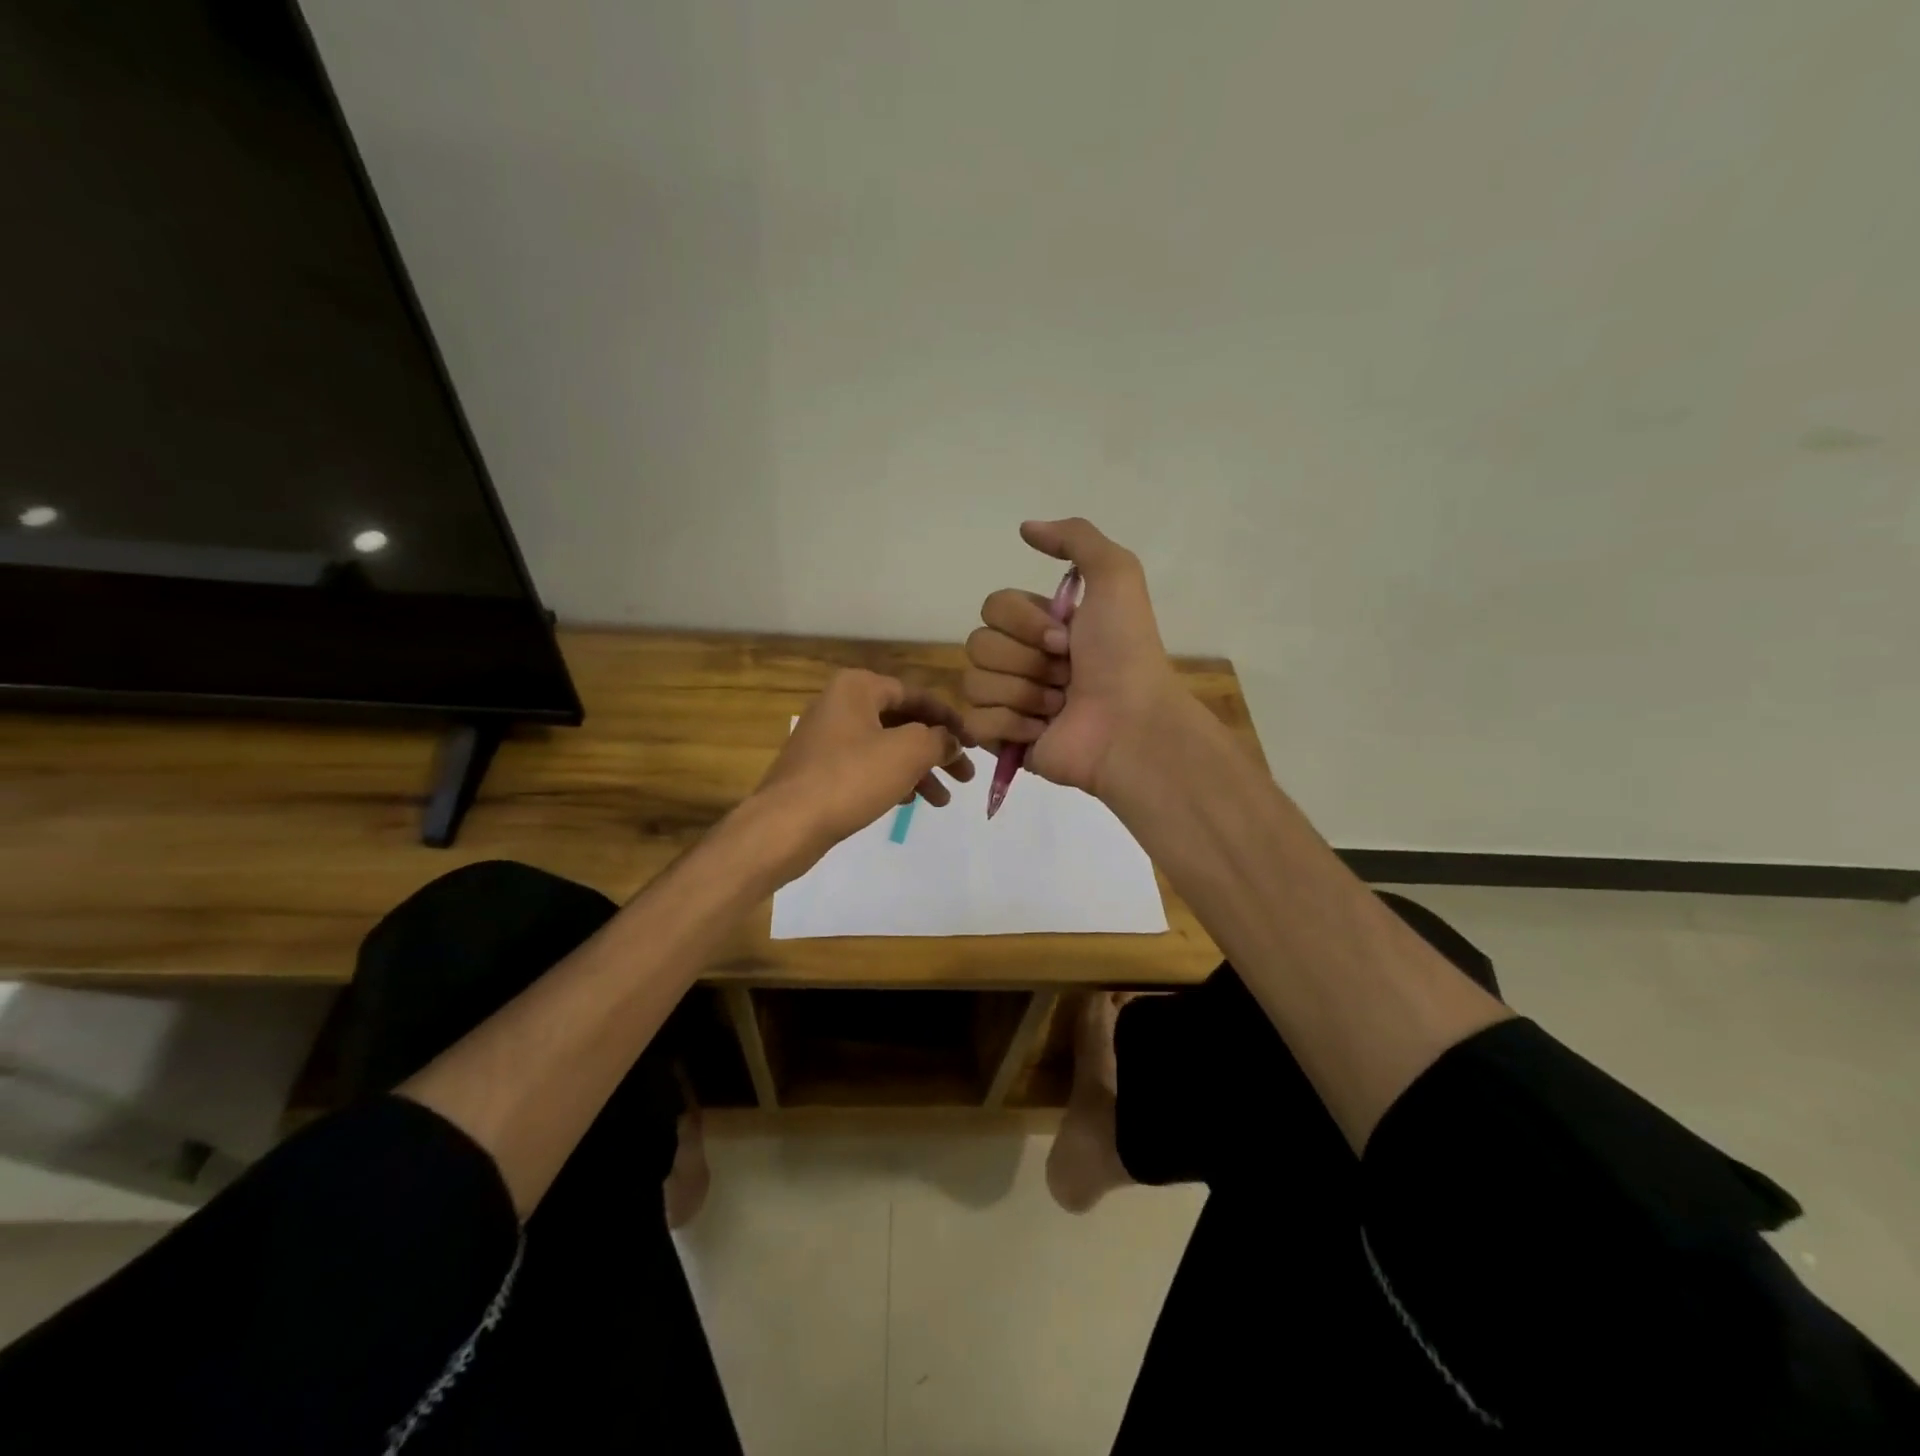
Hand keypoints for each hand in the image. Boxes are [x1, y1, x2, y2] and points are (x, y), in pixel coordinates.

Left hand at [754, 669, 974, 872]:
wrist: (786, 824)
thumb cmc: (850, 778)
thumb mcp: (908, 752)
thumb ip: (939, 740)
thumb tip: (951, 741)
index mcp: (858, 688)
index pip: (917, 695)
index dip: (951, 719)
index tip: (975, 743)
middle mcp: (840, 705)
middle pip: (903, 723)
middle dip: (937, 751)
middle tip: (965, 777)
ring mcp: (827, 739)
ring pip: (886, 748)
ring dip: (918, 771)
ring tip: (943, 801)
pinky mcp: (820, 771)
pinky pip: (866, 768)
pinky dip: (892, 780)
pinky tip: (909, 802)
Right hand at [962, 518, 1180, 795]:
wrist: (1130, 724)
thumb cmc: (1124, 653)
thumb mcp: (1116, 575)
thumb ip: (1076, 538)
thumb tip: (1025, 528)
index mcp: (1042, 626)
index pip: (993, 607)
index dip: (1024, 622)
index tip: (1066, 638)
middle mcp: (1023, 660)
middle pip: (978, 644)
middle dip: (1025, 660)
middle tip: (1066, 675)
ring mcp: (1011, 702)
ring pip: (975, 683)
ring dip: (1023, 693)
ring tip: (1059, 706)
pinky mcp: (1004, 741)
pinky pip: (975, 723)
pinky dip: (1010, 725)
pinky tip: (1042, 731)